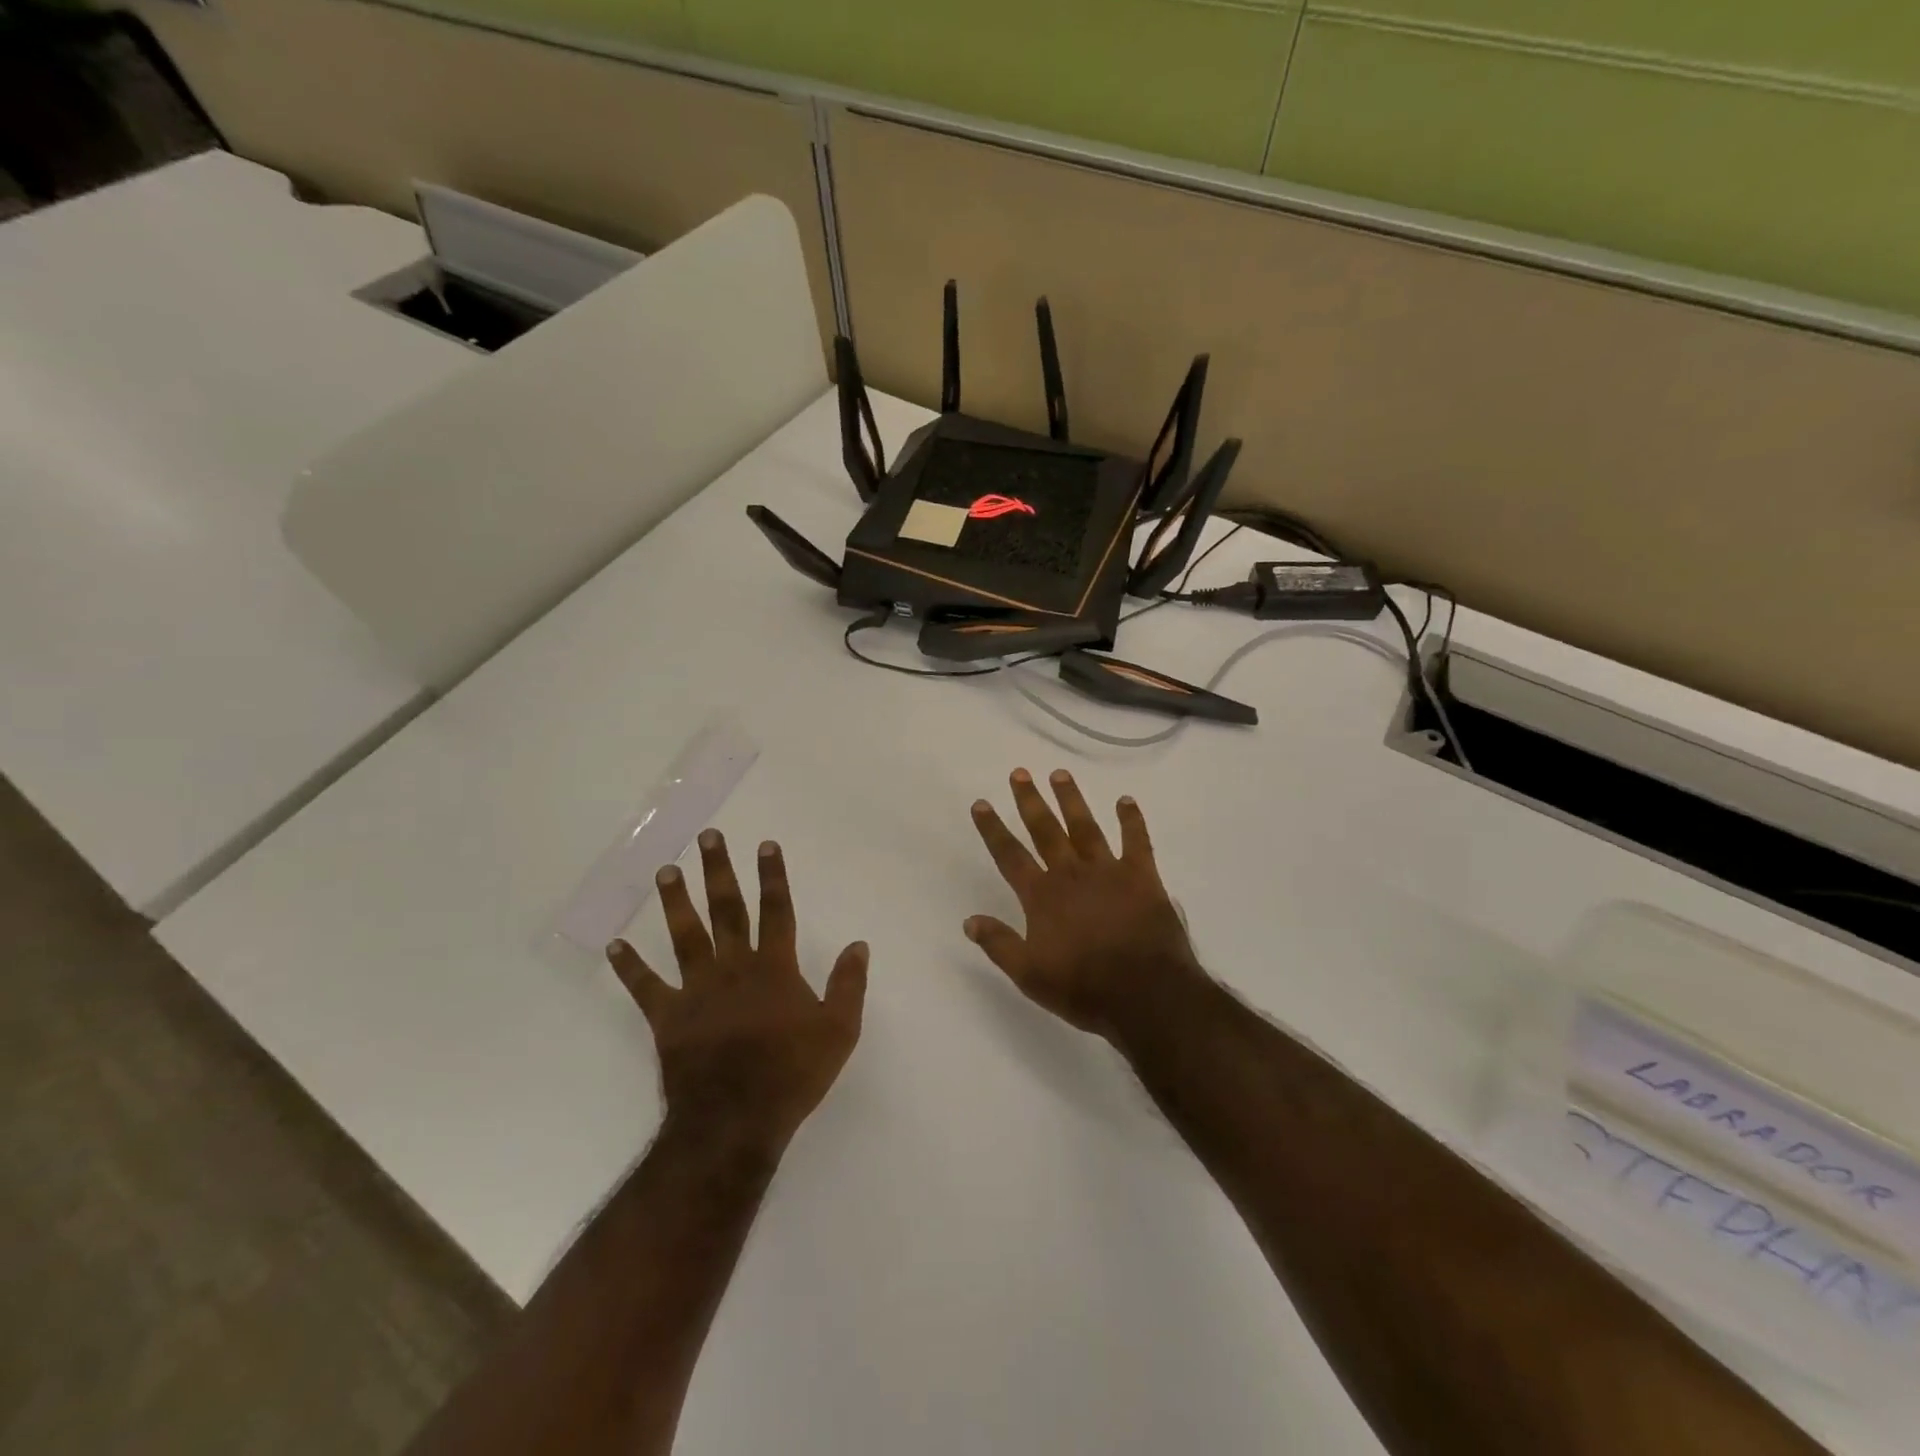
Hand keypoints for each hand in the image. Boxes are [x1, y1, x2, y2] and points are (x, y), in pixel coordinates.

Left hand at [607, 831, 867, 1151]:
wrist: (736, 1121)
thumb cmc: (792, 1074)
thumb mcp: (839, 1031)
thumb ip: (849, 984)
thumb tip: (859, 944)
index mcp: (774, 968)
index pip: (776, 910)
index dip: (773, 876)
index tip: (766, 845)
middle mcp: (734, 967)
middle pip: (727, 910)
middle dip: (719, 871)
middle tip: (708, 838)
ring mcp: (697, 990)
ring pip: (685, 935)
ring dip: (675, 901)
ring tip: (666, 870)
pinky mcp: (669, 1017)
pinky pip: (645, 987)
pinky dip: (629, 967)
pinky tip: (615, 946)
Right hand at [965, 768, 1202, 1037]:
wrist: (1146, 994)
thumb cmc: (1084, 988)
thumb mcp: (1030, 975)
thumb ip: (999, 944)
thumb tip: (969, 920)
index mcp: (1042, 896)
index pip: (1010, 855)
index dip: (993, 829)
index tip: (981, 803)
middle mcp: (1071, 874)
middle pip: (1045, 830)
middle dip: (1030, 801)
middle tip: (1020, 772)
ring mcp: (1108, 871)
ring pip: (1085, 827)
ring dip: (1072, 800)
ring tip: (1060, 774)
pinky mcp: (1142, 877)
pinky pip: (1136, 841)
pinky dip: (1132, 820)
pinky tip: (1126, 801)